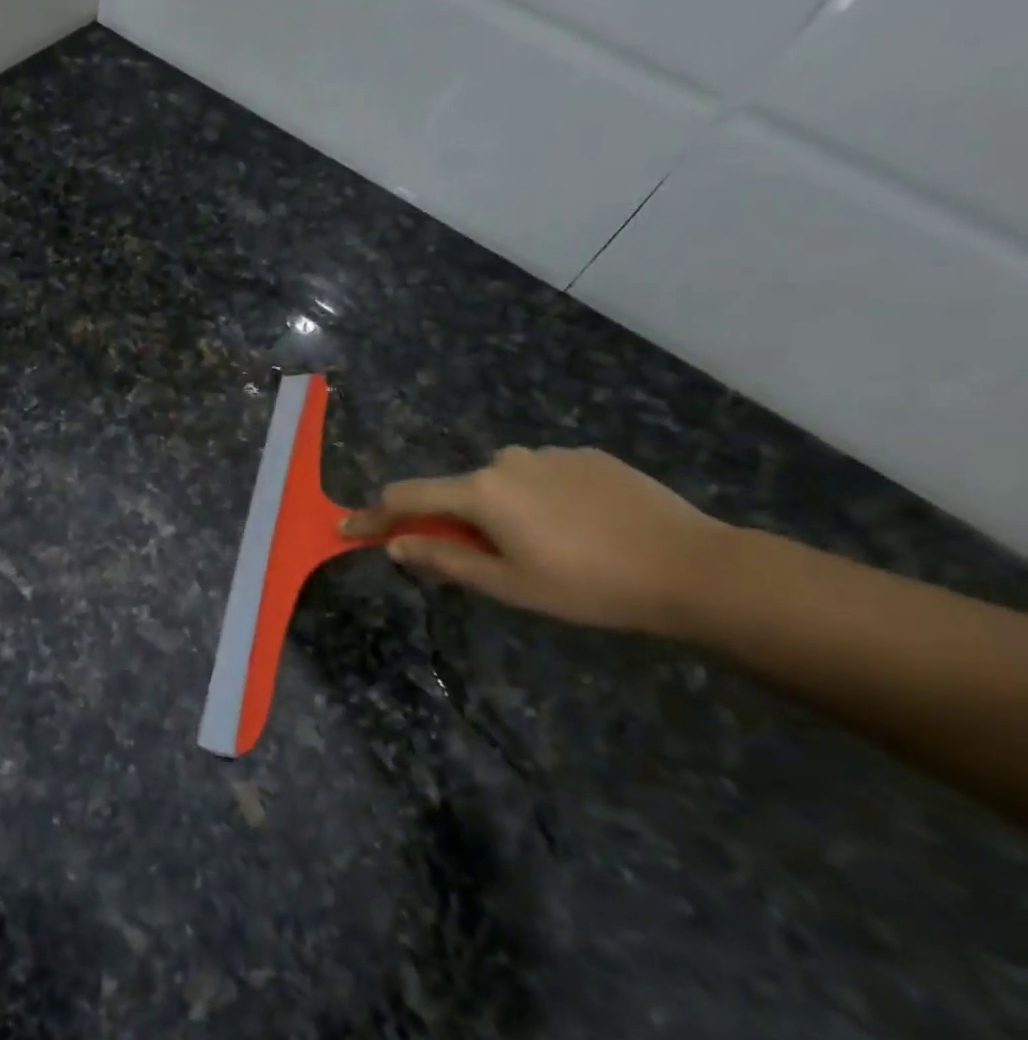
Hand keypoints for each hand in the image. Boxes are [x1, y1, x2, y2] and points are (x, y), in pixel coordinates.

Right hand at [341, 447, 730, 634]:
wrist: (692, 567)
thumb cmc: (587, 585)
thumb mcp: (507, 584)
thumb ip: (444, 560)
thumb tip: (396, 545)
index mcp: (481, 492)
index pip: (407, 498)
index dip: (374, 517)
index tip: (347, 527)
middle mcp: (507, 461)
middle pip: (457, 490)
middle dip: (452, 520)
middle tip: (481, 560)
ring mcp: (551, 454)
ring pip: (502, 482)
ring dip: (499, 509)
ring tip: (542, 547)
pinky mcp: (589, 457)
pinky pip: (543, 476)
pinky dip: (539, 499)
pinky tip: (577, 528)